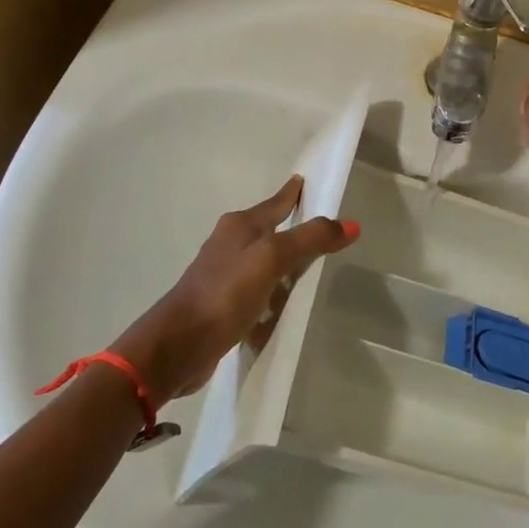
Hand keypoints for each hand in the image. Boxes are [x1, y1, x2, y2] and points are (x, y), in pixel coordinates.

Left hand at [110, 176, 358, 403]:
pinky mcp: (222, 304)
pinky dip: (273, 288)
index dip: (294, 192)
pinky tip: (283, 302)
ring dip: (283, 260)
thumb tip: (351, 224)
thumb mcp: (272, 259)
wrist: (177, 346)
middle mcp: (230, 243)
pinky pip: (257, 288)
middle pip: (269, 228)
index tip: (308, 180)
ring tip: (310, 265)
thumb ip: (310, 239)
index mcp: (240, 225)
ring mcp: (223, 274)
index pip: (276, 202)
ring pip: (263, 259)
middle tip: (322, 226)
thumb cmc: (225, 293)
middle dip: (292, 226)